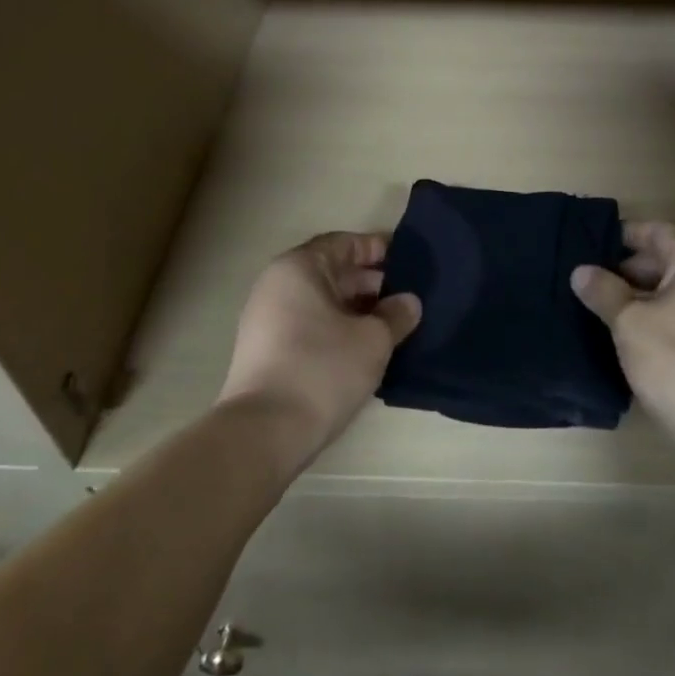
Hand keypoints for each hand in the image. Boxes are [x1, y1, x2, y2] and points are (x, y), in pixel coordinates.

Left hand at [218, 232, 420, 457]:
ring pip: (322, 302)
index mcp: (299, 268)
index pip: (344, 243)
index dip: (378, 249)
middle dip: (371, 282)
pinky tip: (365, 348)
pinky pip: (310, 325)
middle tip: (408, 297)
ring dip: (357, 309)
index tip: (410, 262)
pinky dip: (338, 329)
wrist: (264, 432)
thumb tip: (408, 302)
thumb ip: (396, 314)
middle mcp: (277, 285)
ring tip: (393, 324)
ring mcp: (267, 319)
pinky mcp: (267, 351)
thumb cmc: (322, 369)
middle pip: (331, 272)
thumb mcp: (373, 339)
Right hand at [571, 221, 674, 436]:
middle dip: (630, 269)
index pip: (658, 233)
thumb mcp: (629, 322)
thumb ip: (603, 290)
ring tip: (606, 305)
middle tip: (593, 280)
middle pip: (670, 259)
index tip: (592, 242)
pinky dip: (664, 312)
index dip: (624, 236)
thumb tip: (581, 271)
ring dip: (645, 294)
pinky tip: (635, 330)